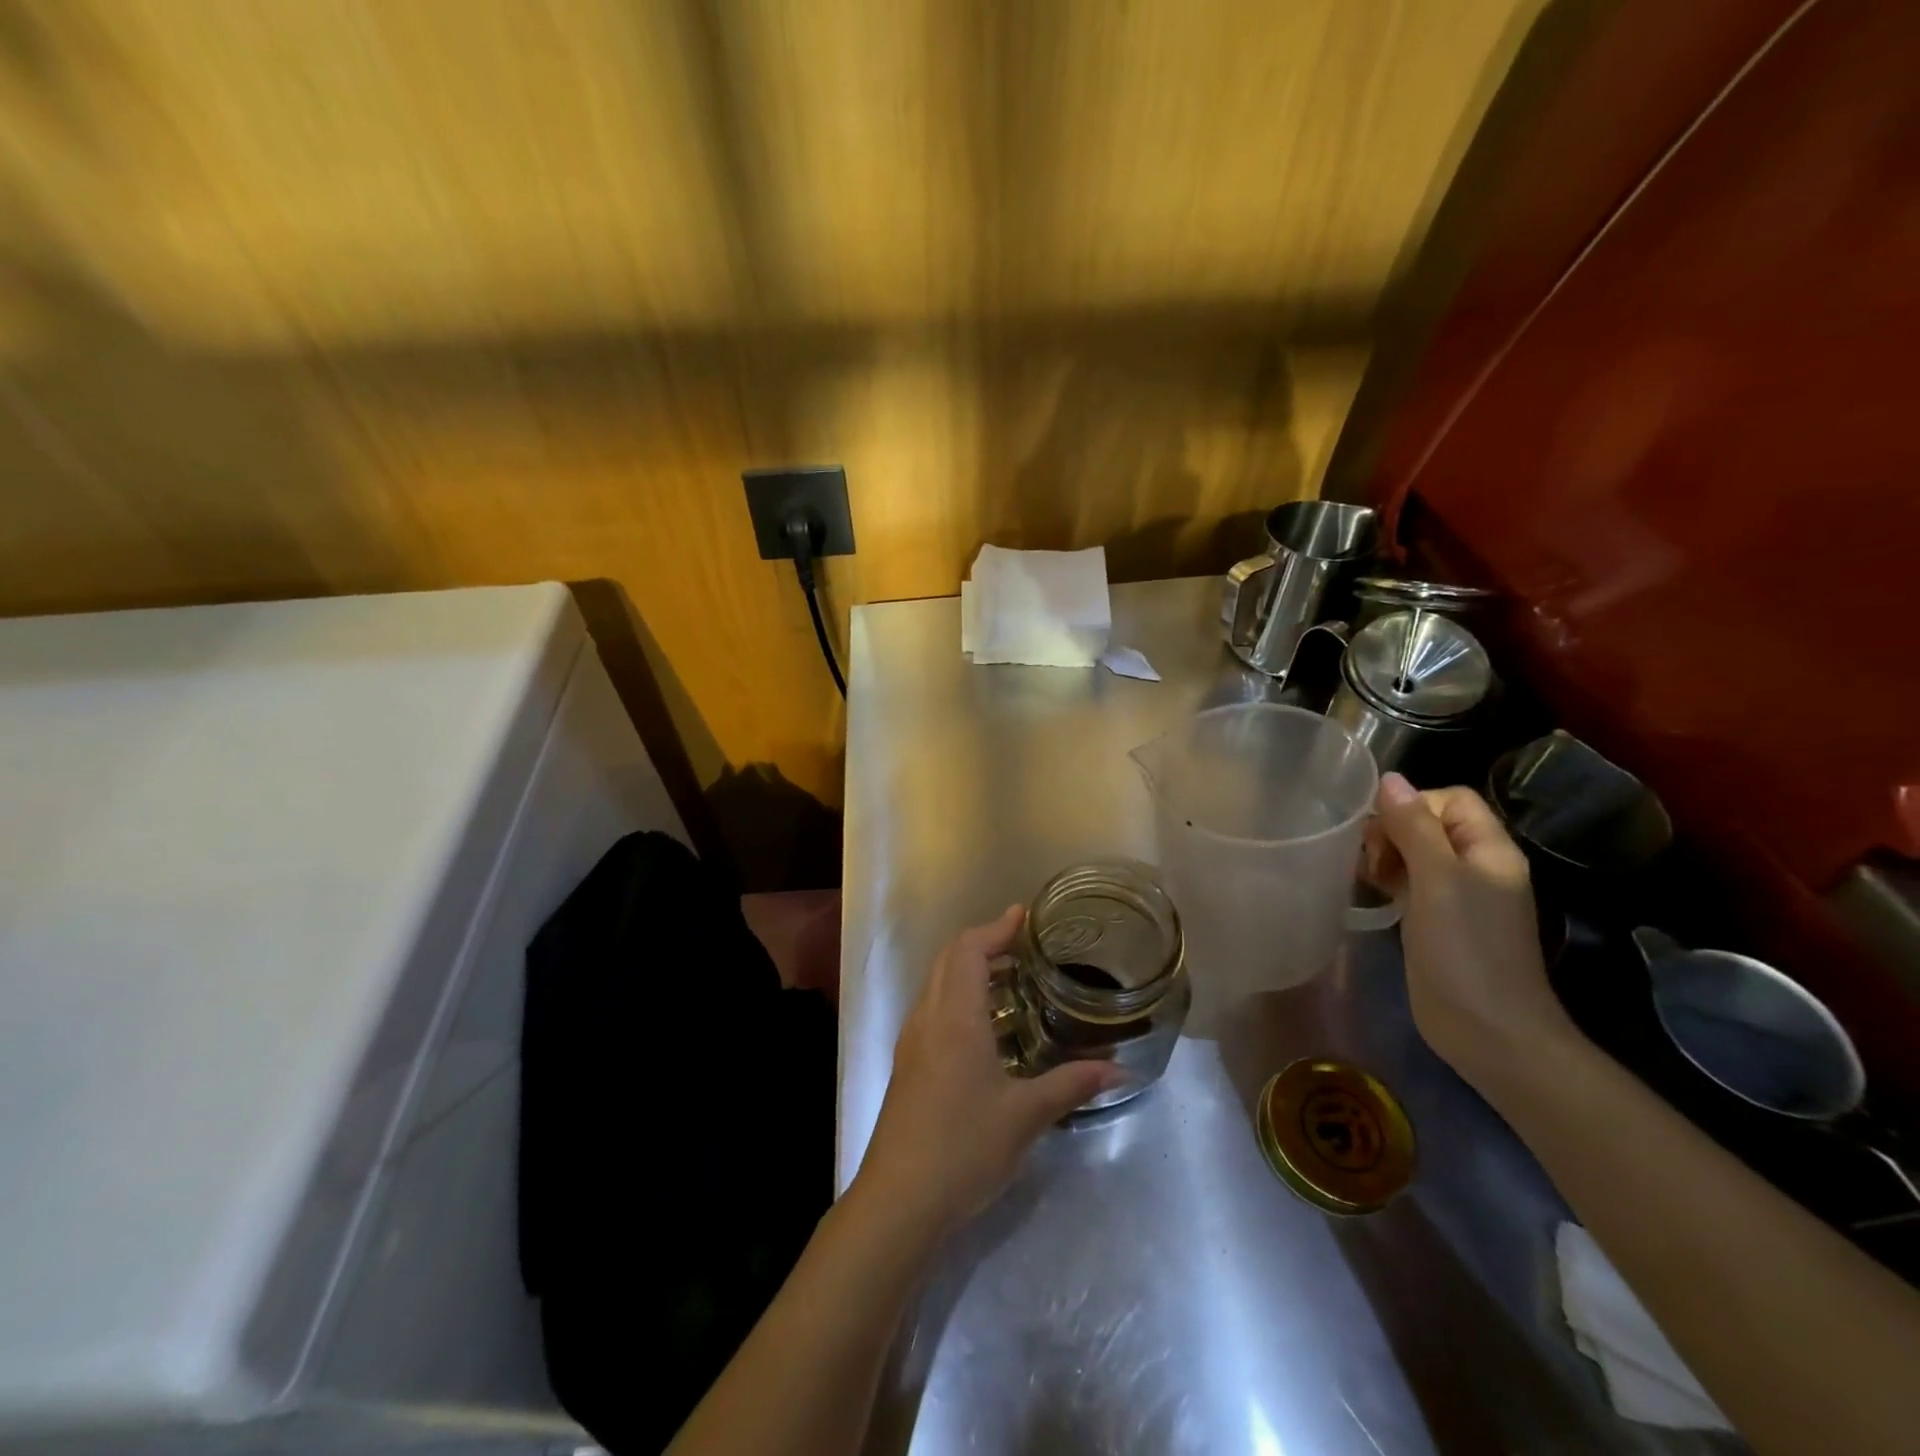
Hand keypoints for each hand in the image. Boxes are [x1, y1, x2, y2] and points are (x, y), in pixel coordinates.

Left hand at [850, 906, 1121, 1243]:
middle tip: (1022, 944)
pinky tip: (984, 1024)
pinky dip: (957, 994)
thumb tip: (1120, 1070)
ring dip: (967, 967)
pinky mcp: (907, 1064)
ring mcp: (912, 1041)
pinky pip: (932, 1007)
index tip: (1024, 916)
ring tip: (1009, 977)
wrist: (899, 1200)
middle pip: (948, 958)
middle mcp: (928, 1017)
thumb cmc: (963, 1148)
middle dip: (983, 941)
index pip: (969, 950)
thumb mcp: (1025, 1116)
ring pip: (936, 982)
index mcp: (955, 1017)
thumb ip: (1071, 1085)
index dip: (996, 928)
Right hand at [1369, 773, 1579, 1090]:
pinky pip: (1407, 883)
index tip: (1382, 829)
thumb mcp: (1437, 880)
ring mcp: (1455, 896)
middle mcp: (1475, 867)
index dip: (1414, 803)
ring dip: (1384, 855)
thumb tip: (1389, 779)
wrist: (1487, 1030)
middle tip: (1367, 857)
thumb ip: (1413, 827)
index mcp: (1489, 850)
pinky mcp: (1434, 921)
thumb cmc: (1465, 948)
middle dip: (1392, 830)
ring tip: (1362, 875)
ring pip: (1414, 853)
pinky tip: (1364, 891)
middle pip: (1429, 823)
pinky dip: (1385, 880)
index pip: (1451, 799)